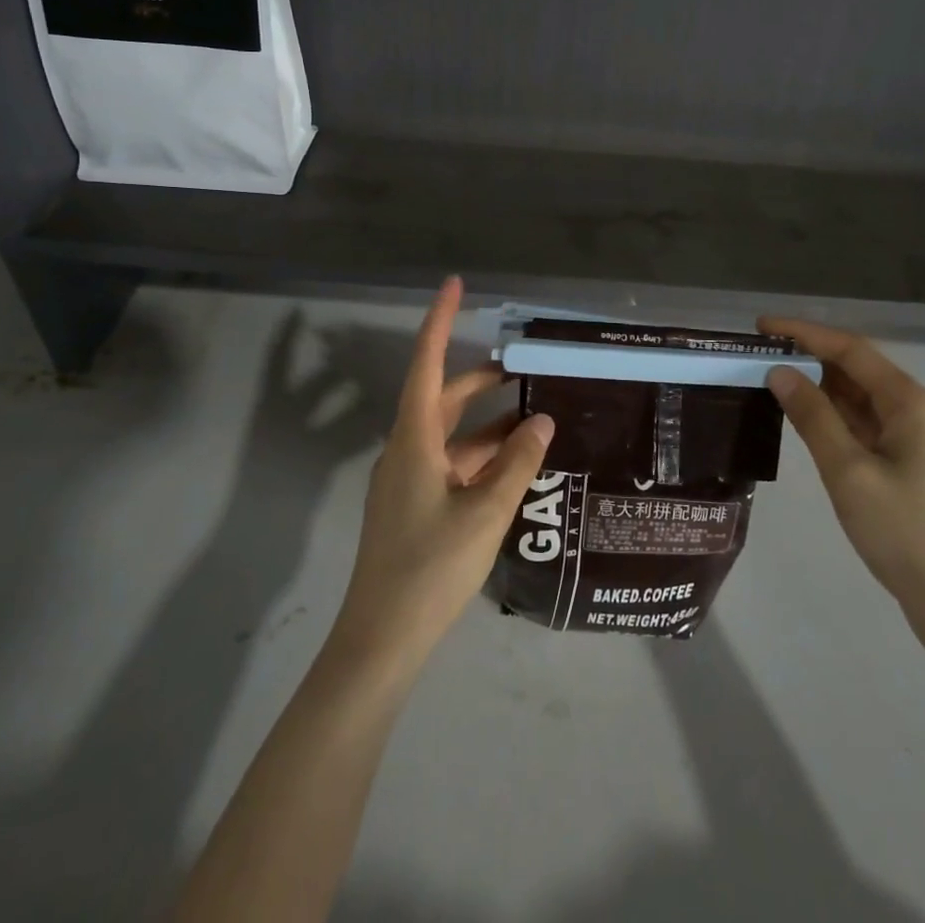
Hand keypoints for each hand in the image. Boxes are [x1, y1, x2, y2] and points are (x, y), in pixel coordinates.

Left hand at [331, 278, 554, 671]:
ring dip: (488, 423)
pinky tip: (515, 465)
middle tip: (523, 364)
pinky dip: (482, 457)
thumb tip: (541, 420)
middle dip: (480, 378)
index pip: (427, 364)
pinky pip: (452, 464)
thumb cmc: (431, 567)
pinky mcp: (417, 506)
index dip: (440, 321)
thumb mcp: (485, 512)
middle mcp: (407, 450)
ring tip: (534, 415)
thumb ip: (516, 463)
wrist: (382, 640)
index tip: (455, 284)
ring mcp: (410, 480)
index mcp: (414, 439)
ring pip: (452, 434)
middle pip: (443, 397)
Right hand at [758, 317, 924, 650]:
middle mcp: (918, 410)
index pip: (851, 350)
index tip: (761, 326)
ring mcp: (916, 438)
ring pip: (860, 398)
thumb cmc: (905, 534)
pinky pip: (865, 424)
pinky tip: (802, 417)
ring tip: (771, 379)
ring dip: (819, 387)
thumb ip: (813, 417)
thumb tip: (780, 372)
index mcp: (912, 403)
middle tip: (758, 355)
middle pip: (857, 369)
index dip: (804, 333)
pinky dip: (833, 416)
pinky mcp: (910, 463)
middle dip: (809, 357)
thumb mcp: (849, 473)